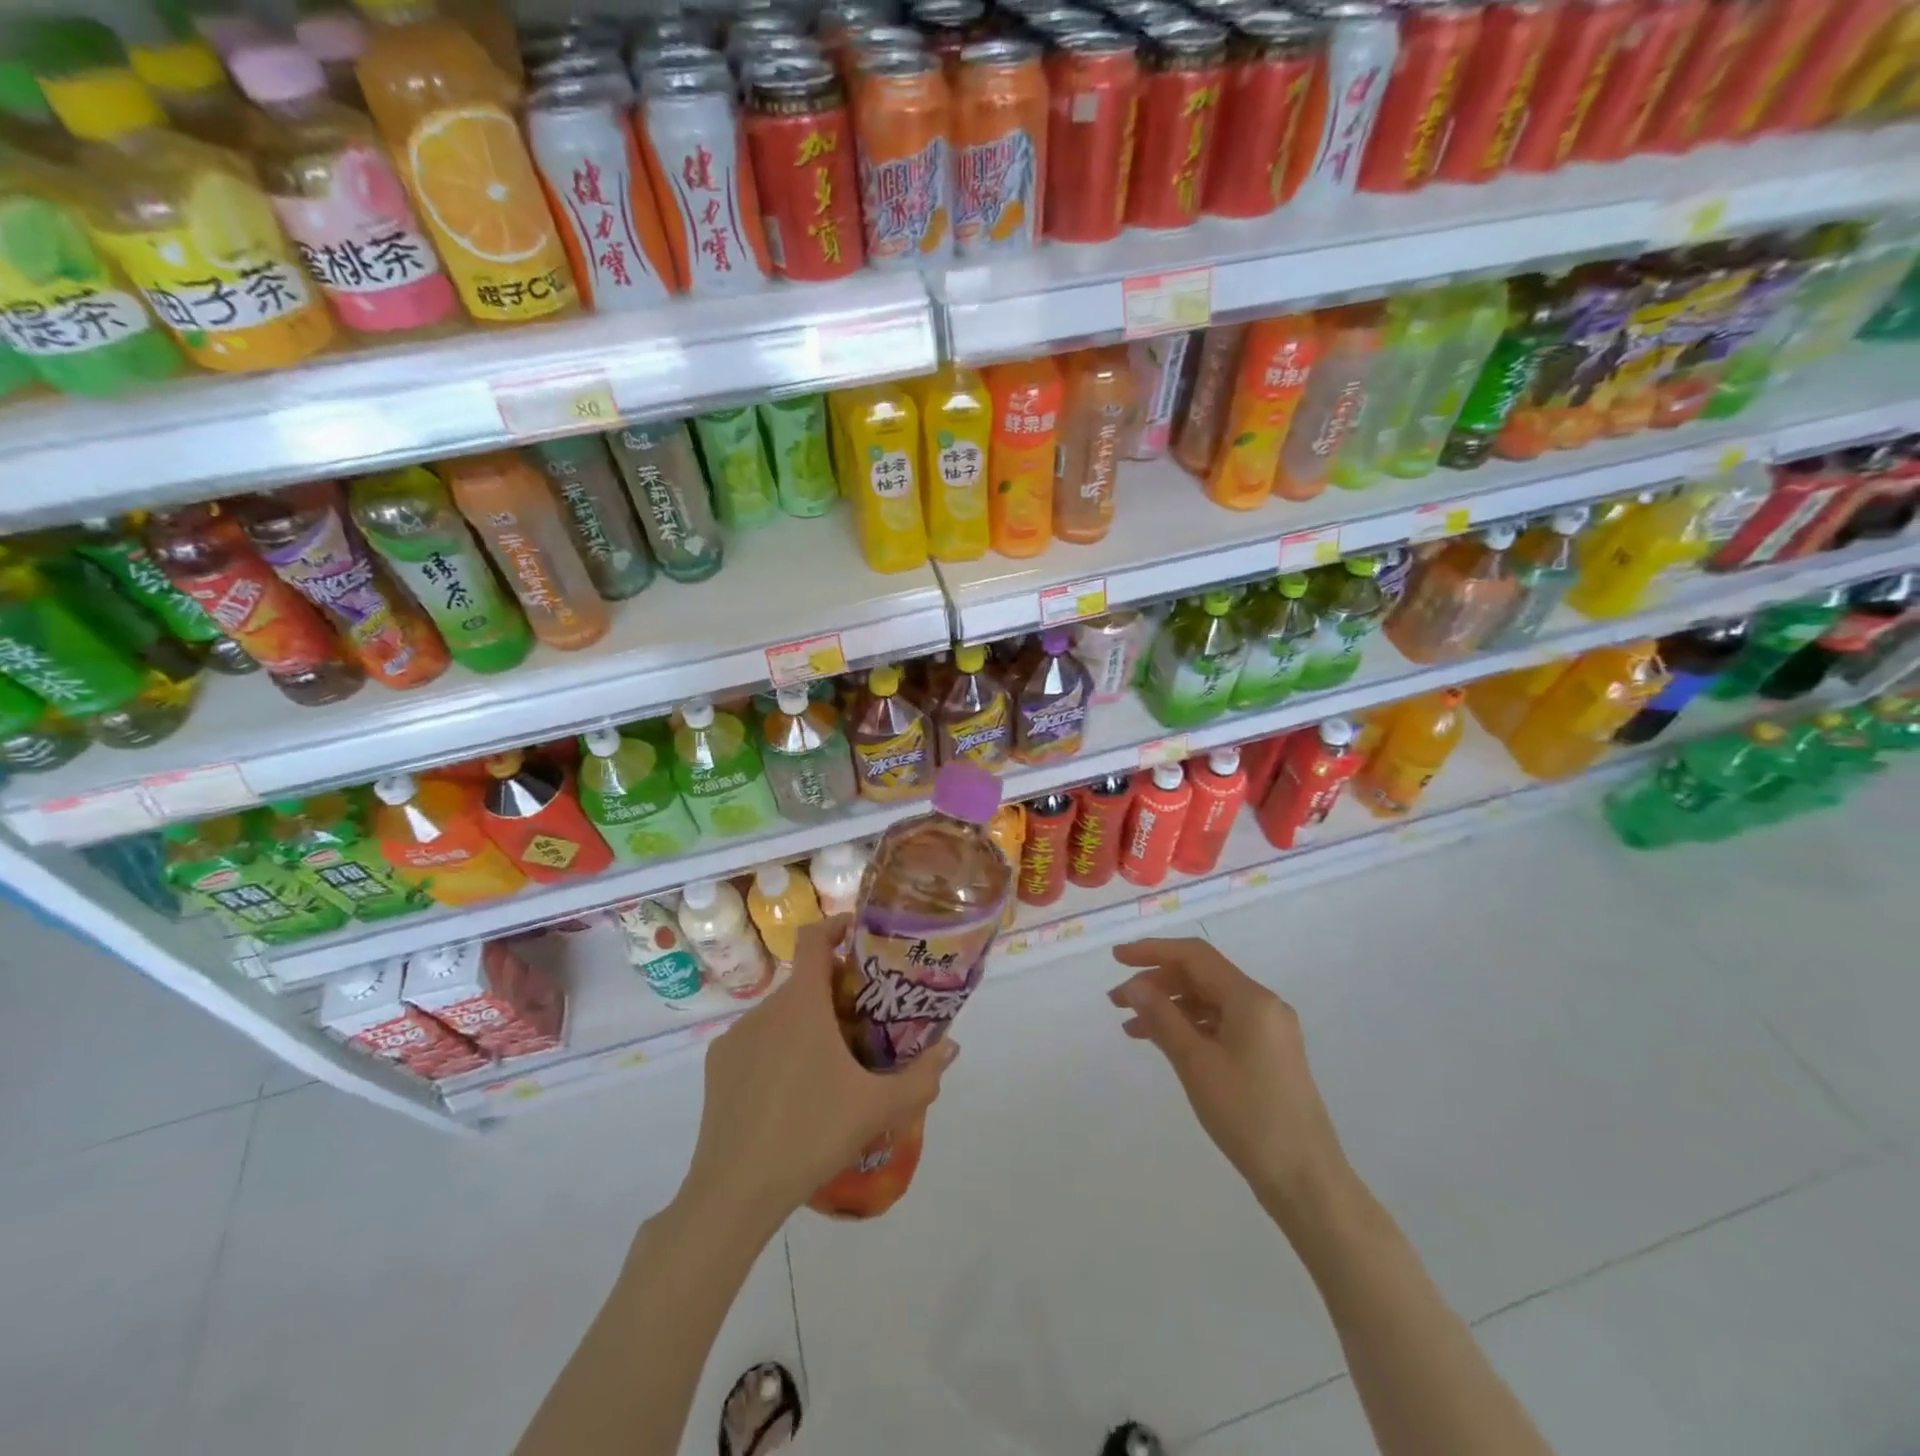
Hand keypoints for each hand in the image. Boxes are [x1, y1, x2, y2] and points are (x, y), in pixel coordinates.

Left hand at [680, 916, 956, 1235]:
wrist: (734, 1192)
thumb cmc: (812, 1133)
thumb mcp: (877, 1108)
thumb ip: (921, 1076)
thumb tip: (952, 1048)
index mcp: (801, 1004)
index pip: (814, 938)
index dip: (836, 925)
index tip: (858, 933)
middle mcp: (765, 1009)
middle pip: (804, 982)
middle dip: (834, 991)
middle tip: (863, 1020)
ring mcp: (736, 1038)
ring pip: (780, 1014)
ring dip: (806, 1023)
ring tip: (831, 1064)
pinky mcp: (717, 1067)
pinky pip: (756, 1042)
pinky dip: (778, 1049)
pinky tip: (792, 1093)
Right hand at [1110, 937, 1348, 1220]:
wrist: (1306, 1180)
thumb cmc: (1248, 1116)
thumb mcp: (1196, 1063)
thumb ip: (1162, 1017)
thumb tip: (1134, 985)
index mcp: (1251, 998)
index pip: (1194, 956)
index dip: (1152, 951)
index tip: (1117, 959)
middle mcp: (1263, 1005)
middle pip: (1201, 976)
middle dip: (1157, 983)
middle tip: (1117, 1001)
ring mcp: (1268, 1031)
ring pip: (1209, 1002)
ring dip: (1169, 1007)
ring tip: (1131, 1026)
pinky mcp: (1267, 1055)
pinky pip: (1221, 1025)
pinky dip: (1189, 1028)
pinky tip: (1164, 1043)